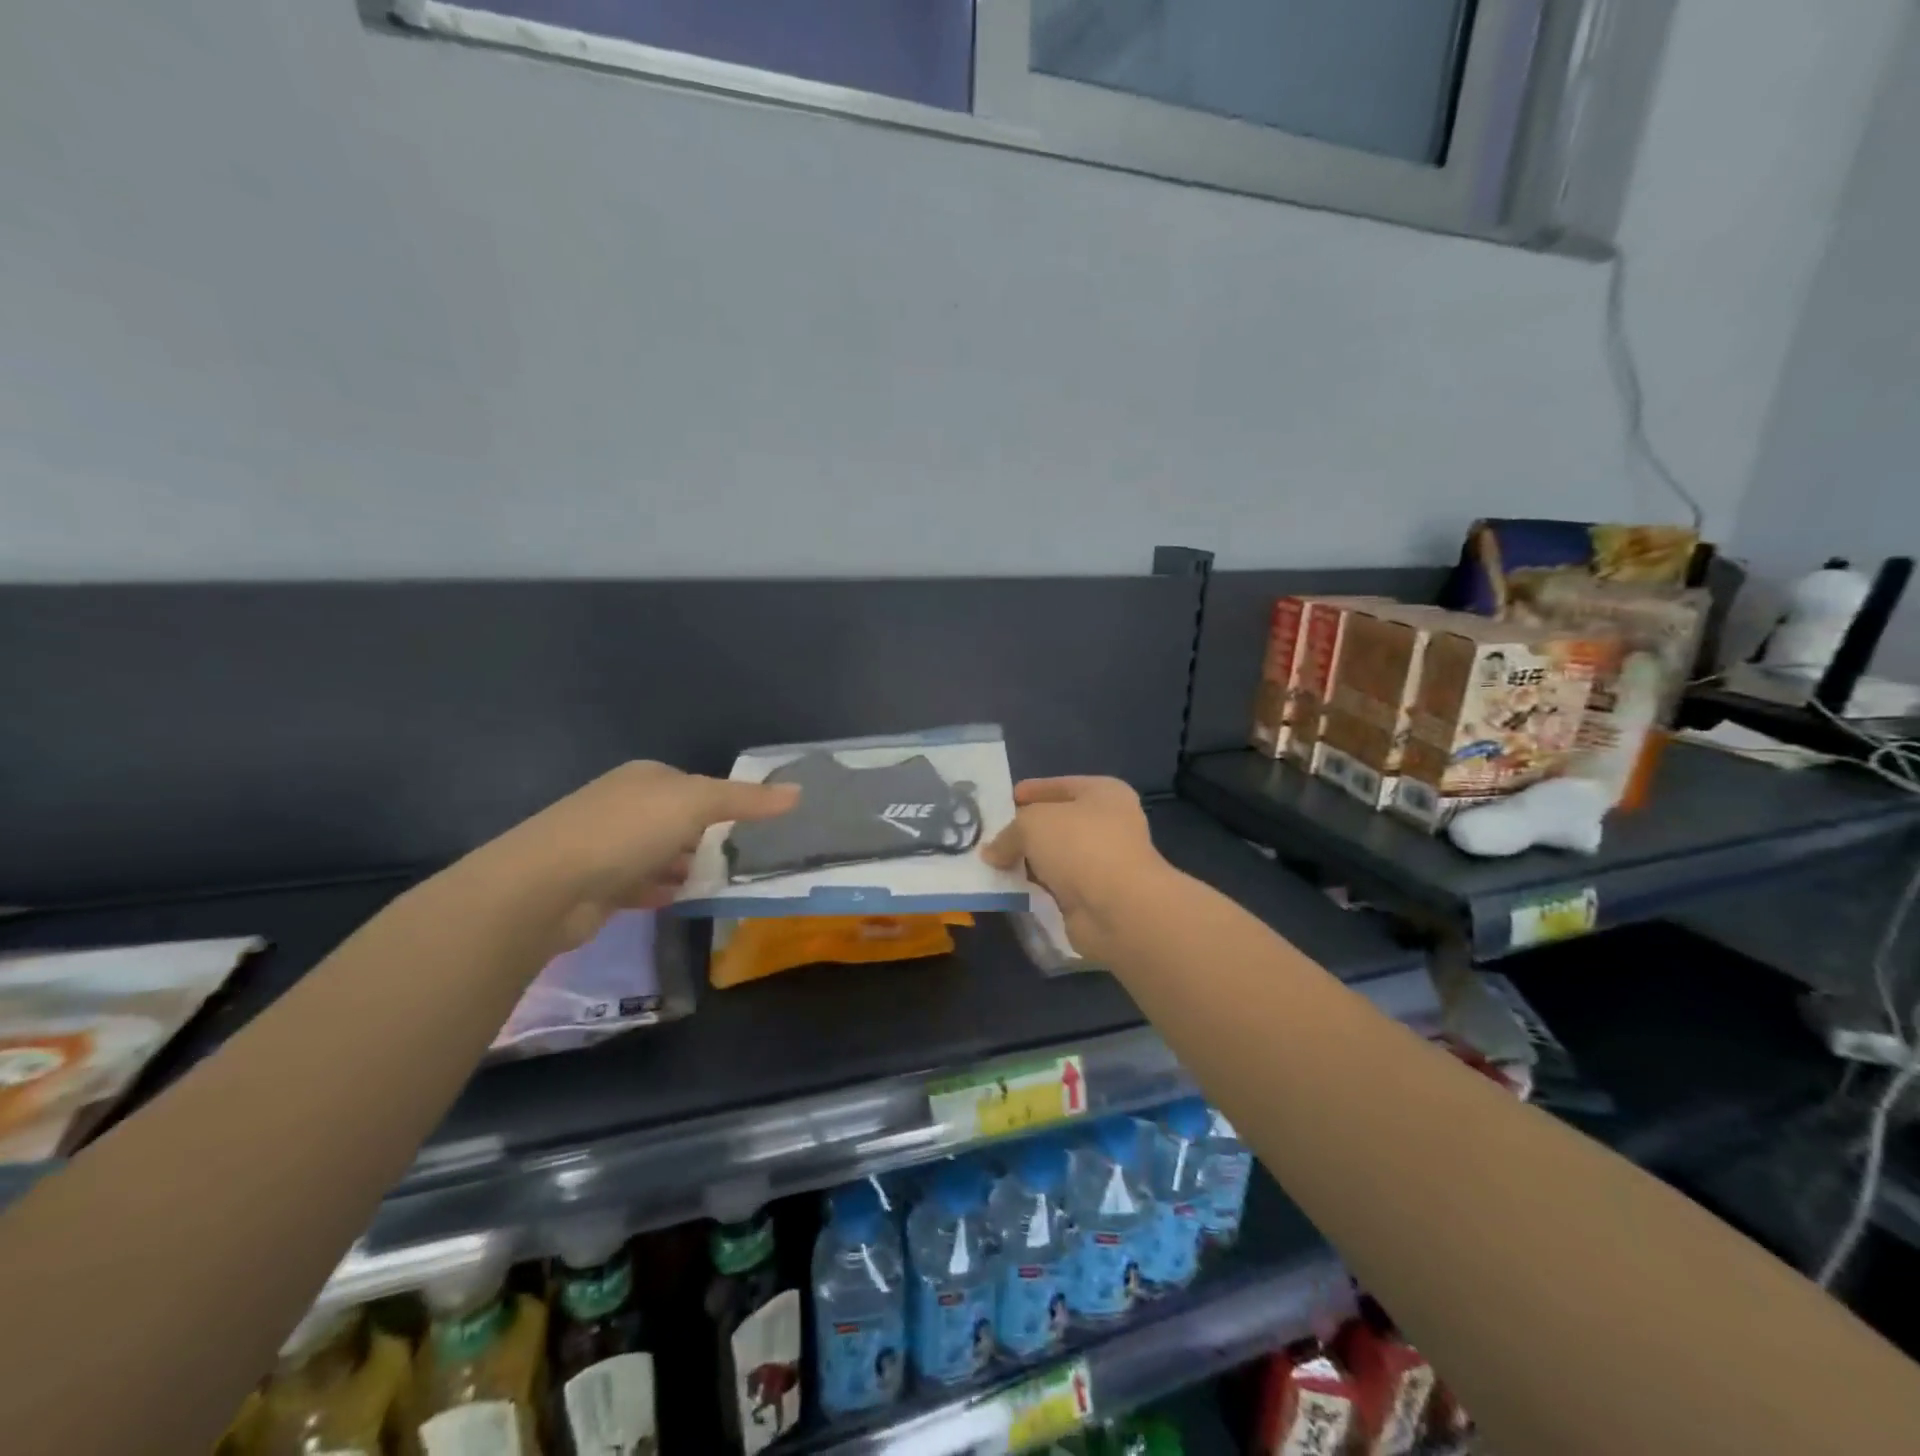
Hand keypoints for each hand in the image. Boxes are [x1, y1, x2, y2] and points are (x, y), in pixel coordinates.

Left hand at [489, 761, 799, 948]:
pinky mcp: (596, 884)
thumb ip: (746, 800)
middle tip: (742, 859)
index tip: (753, 828)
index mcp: (646, 777)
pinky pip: (640, 883)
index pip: (696, 785)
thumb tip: (798, 791)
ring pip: (659, 852)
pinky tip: (679, 899)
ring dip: (684, 865)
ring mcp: (606, 845)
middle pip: (677, 819)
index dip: (724, 803)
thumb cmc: (627, 831)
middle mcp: (624, 804)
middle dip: (706, 837)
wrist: (546, 887)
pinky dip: (660, 889)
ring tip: (717, 881)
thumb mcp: (696, 804)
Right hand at [982, 777, 1167, 962]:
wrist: (1118, 909)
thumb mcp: (1032, 823)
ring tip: (992, 863)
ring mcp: (1103, 862)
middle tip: (990, 835)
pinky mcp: (1094, 896)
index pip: (1060, 785)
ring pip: (1056, 856)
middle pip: (1057, 822)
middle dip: (1025, 829)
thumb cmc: (1080, 846)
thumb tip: (991, 853)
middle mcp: (1109, 824)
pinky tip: (1009, 888)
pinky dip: (1035, 886)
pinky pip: (1056, 885)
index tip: (1001, 802)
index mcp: (1104, 793)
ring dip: (1028, 860)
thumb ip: (1008, 833)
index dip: (1031, 791)